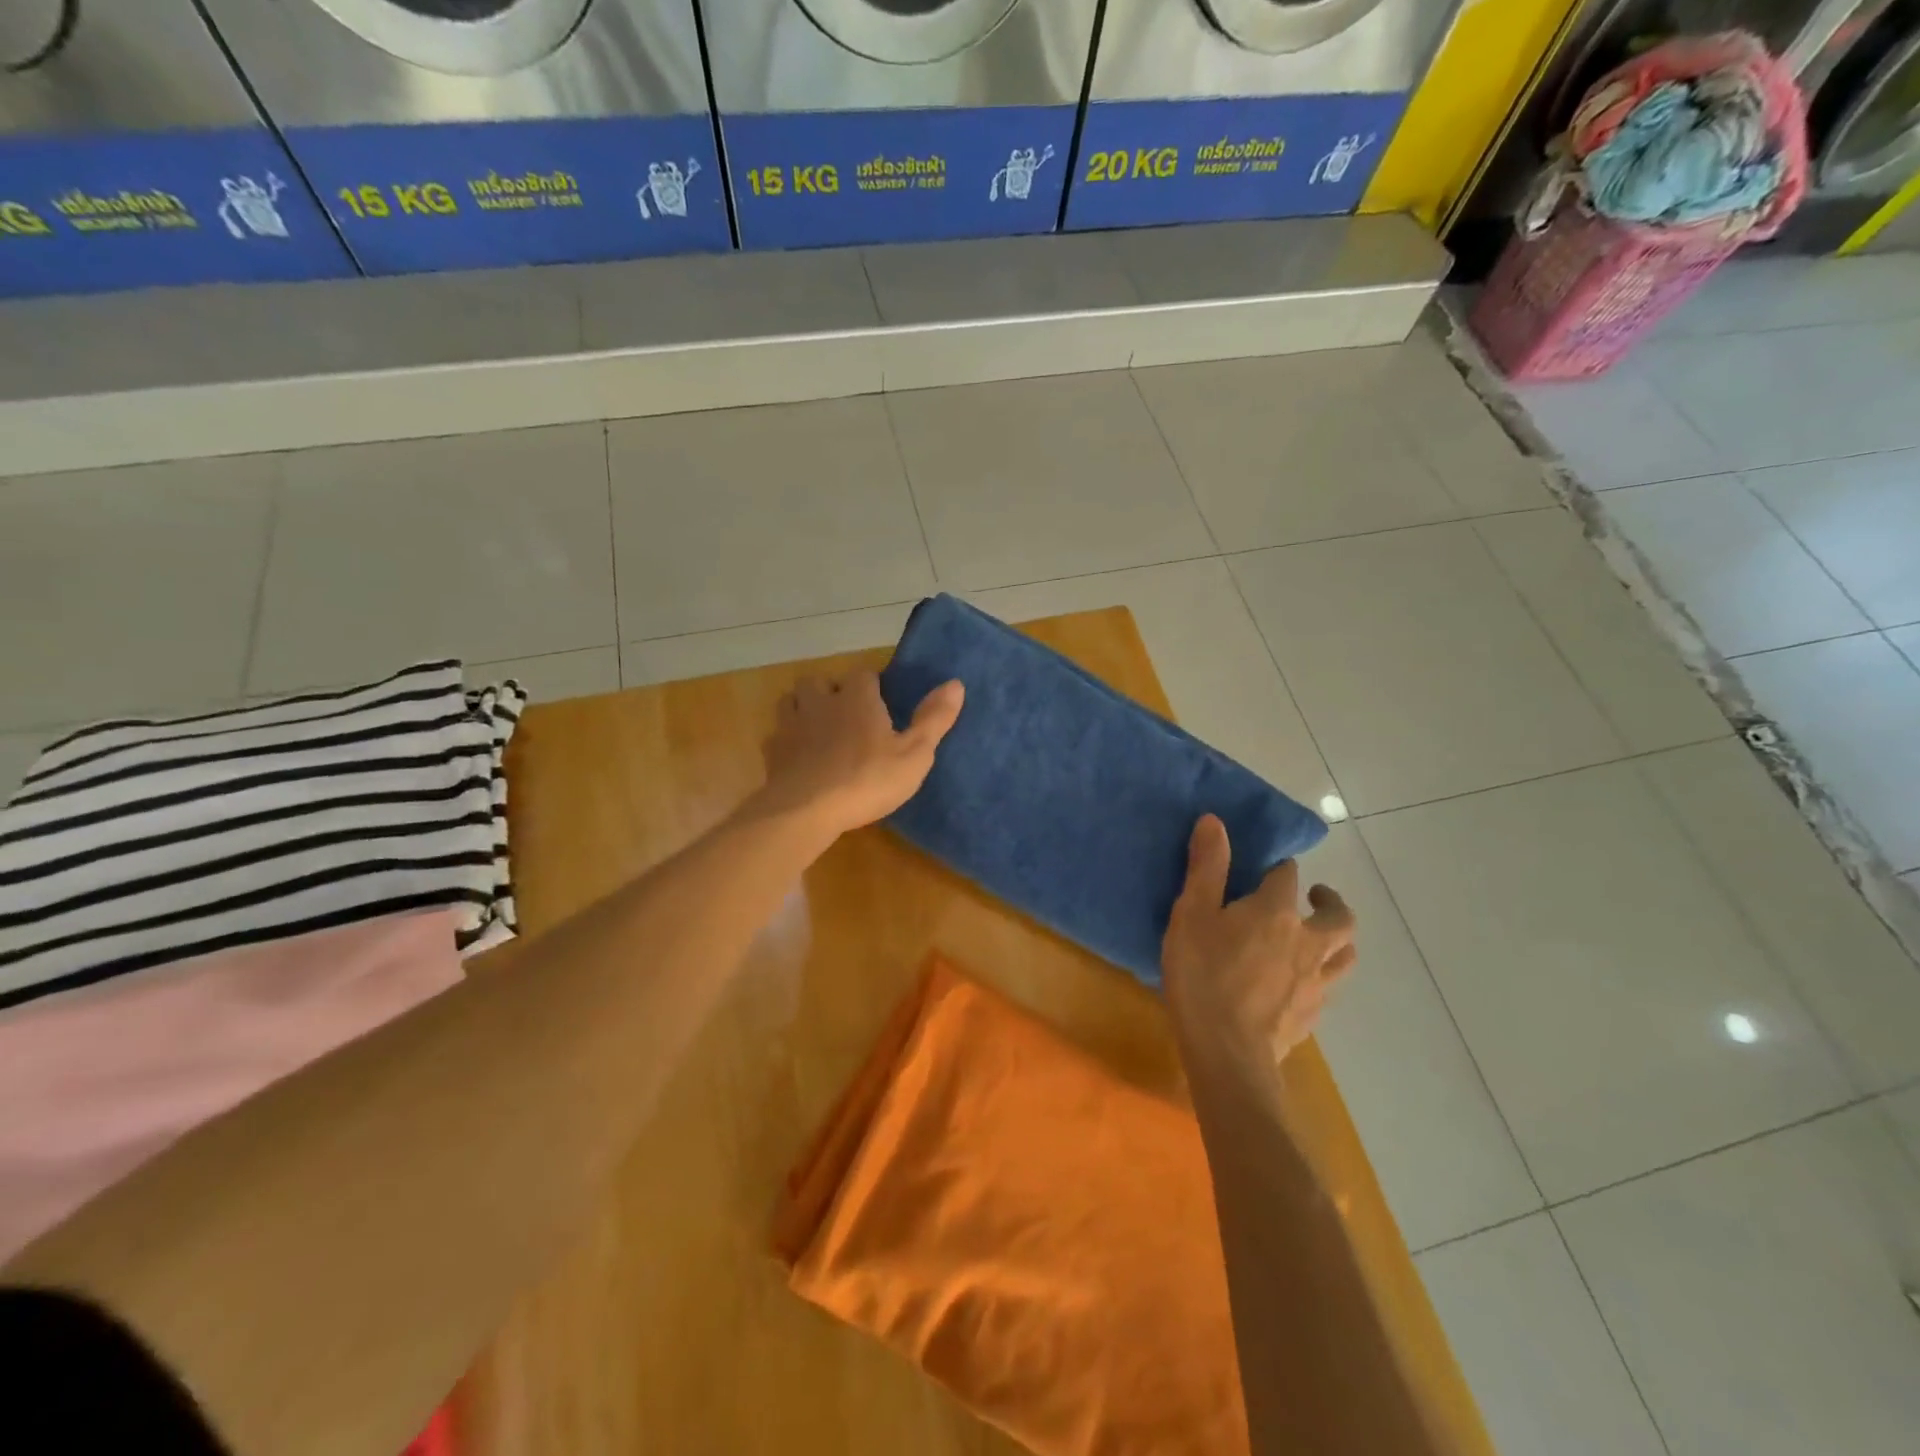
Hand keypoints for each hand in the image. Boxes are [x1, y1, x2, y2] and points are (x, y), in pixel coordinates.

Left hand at [758, 670, 963, 837]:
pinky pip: (776, 736)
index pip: (864, 675)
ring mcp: (791, 726)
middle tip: (847, 714)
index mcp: (857, 698)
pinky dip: (787, 741)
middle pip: (820, 681)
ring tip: (818, 729)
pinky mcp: (772, 753)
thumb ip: (933, 719)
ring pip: (791, 701)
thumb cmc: (867, 779)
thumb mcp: (914, 754)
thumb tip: (955, 683)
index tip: (882, 703)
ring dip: (803, 708)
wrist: (806, 811)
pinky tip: (798, 758)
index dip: (873, 686)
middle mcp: (821, 702)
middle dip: (831, 691)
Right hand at [1162, 814, 1355, 1084]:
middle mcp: (1307, 942)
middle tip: (1312, 896)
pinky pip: (1328, 988)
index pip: (1287, 875)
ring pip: (1345, 954)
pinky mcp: (1311, 1016)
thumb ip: (1206, 867)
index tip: (1265, 867)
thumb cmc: (1202, 975)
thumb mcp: (1191, 914)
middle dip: (1330, 901)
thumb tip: (1215, 821)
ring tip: (1317, 938)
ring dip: (1337, 939)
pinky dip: (1321, 976)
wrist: (1227, 1052)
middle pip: (1339, 916)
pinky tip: (1300, 983)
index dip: (1278, 866)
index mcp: (1276, 912)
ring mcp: (1315, 982)